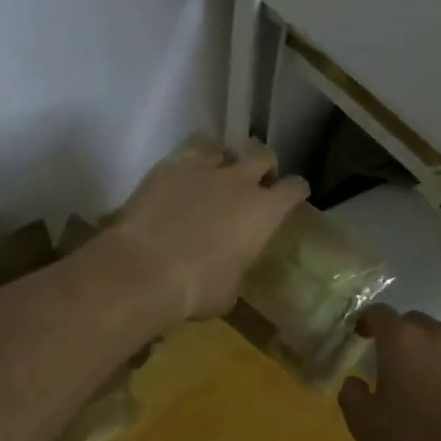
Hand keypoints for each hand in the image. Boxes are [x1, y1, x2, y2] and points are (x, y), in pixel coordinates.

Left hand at [109, 140, 309, 324]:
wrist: (145, 269)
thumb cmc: (197, 288)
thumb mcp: (229, 291)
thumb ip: (237, 270)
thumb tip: (230, 270)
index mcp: (264, 212)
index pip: (294, 188)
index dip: (294, 192)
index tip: (290, 197)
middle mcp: (240, 181)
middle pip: (263, 155)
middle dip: (262, 166)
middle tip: (252, 183)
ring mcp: (204, 169)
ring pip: (222, 149)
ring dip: (222, 162)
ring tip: (211, 178)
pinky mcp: (170, 166)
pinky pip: (187, 155)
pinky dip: (188, 166)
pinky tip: (179, 182)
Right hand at [340, 306, 440, 440]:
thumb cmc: (421, 438)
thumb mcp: (368, 426)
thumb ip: (352, 397)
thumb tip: (353, 382)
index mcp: (400, 338)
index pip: (378, 313)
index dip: (367, 321)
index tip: (361, 334)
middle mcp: (435, 331)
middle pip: (412, 323)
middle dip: (400, 337)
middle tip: (394, 364)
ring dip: (429, 353)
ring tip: (427, 384)